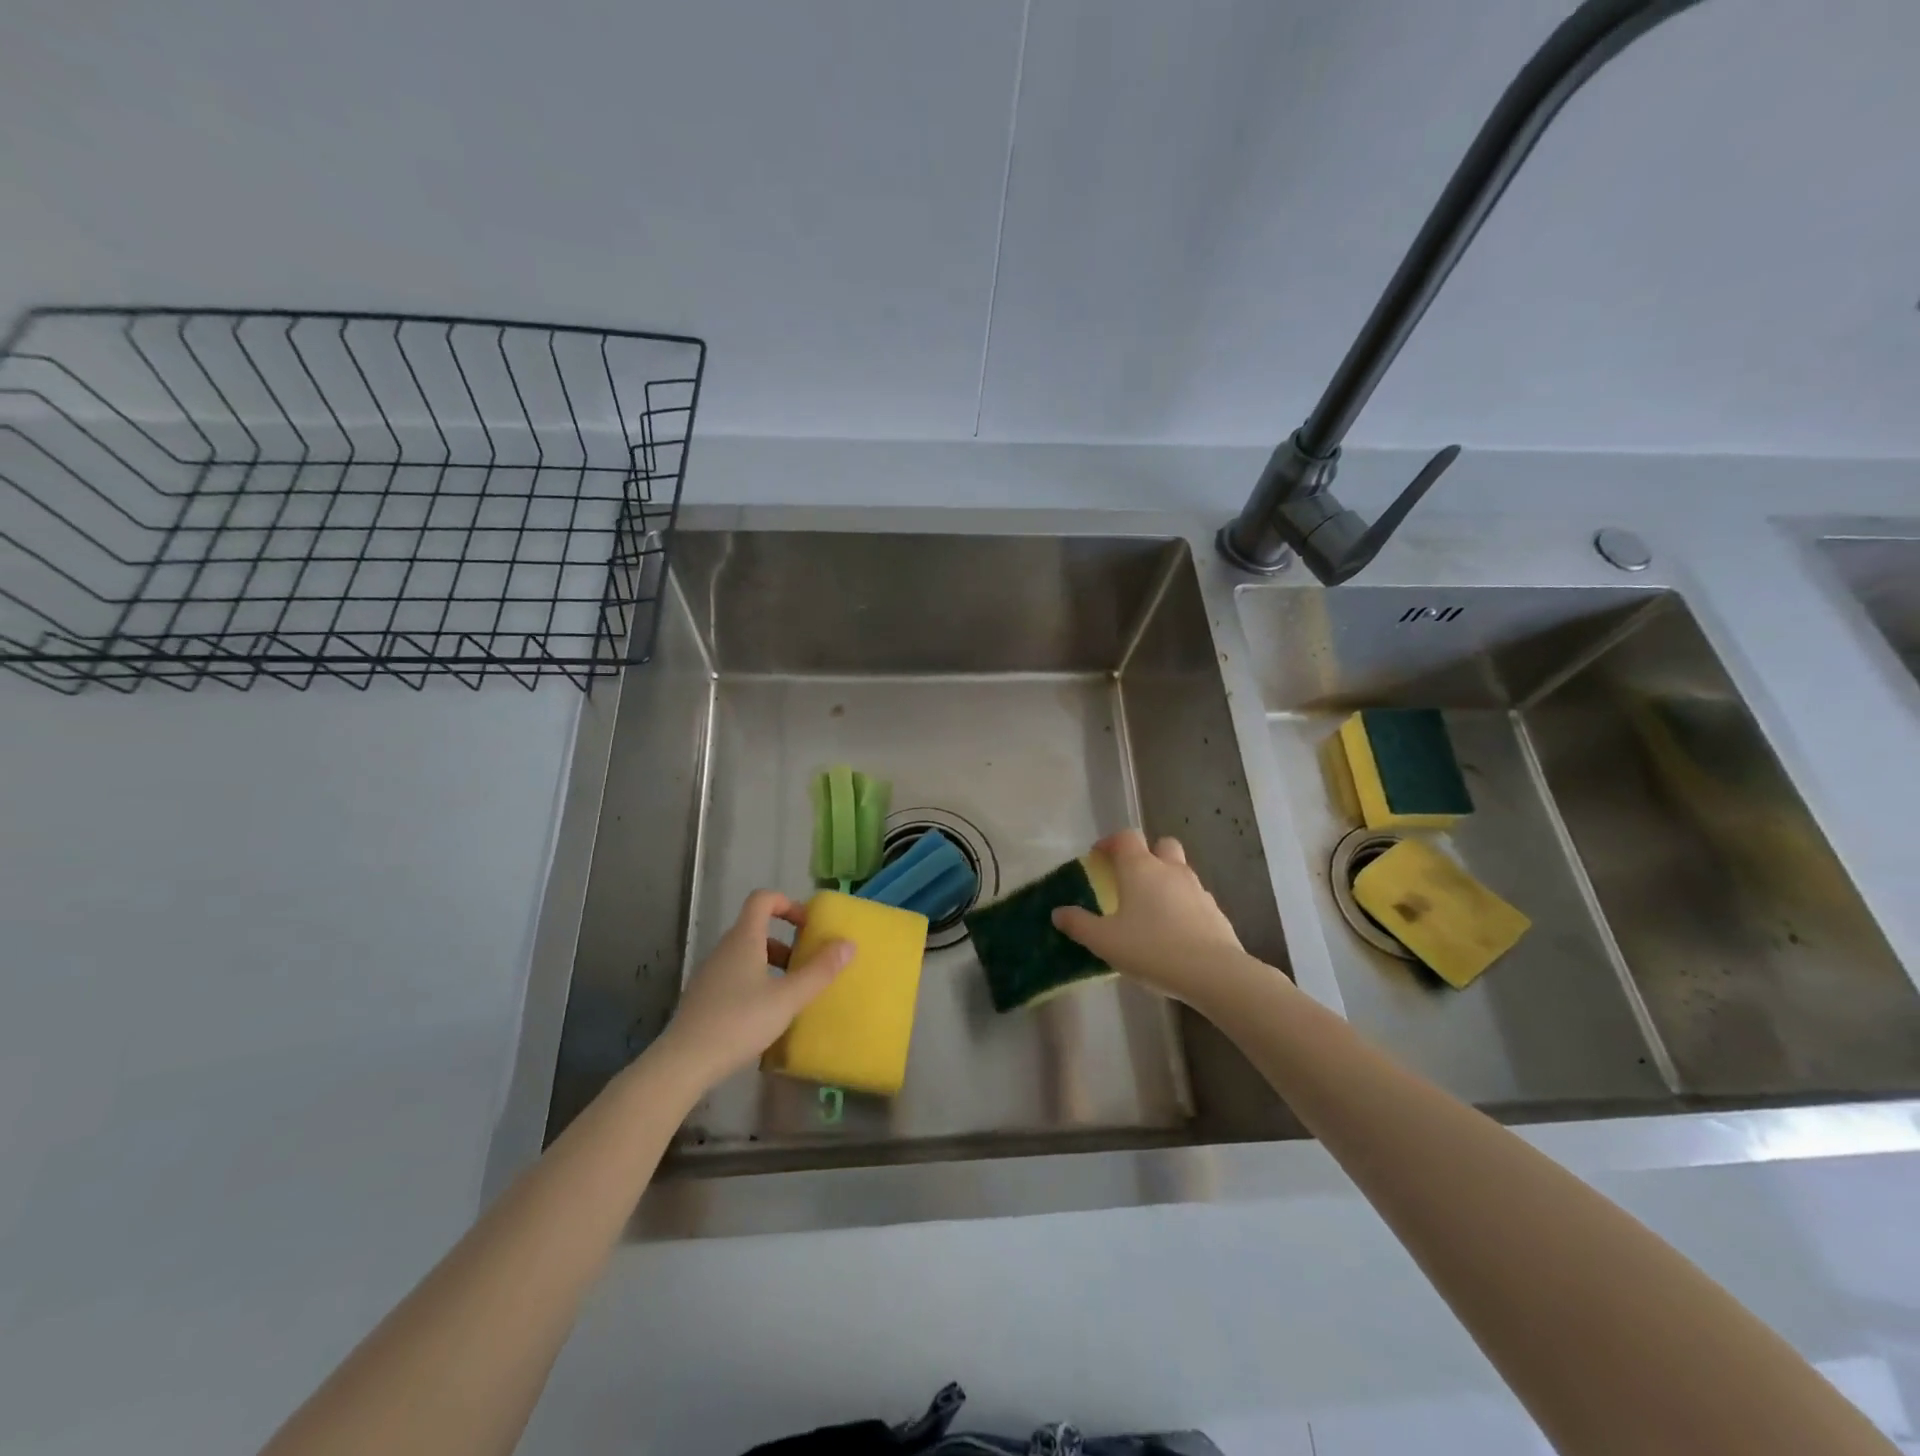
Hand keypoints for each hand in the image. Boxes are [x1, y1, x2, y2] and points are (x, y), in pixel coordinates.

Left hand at [653, 891, 852, 1089]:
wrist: (684, 1063)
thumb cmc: (739, 1021)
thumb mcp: (788, 998)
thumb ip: (819, 971)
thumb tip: (848, 943)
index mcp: (744, 939)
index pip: (762, 899)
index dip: (788, 904)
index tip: (808, 926)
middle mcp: (724, 949)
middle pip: (756, 928)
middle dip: (786, 941)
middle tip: (807, 964)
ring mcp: (710, 973)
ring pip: (746, 955)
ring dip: (772, 964)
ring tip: (790, 993)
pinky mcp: (703, 997)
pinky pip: (735, 976)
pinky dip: (755, 983)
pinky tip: (766, 1015)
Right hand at [1051, 830, 1246, 1004]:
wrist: (1212, 973)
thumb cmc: (1151, 948)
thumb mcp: (1104, 941)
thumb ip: (1079, 924)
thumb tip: (1058, 913)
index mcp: (1140, 868)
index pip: (1126, 837)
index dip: (1110, 842)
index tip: (1098, 856)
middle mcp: (1170, 870)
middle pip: (1162, 844)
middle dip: (1147, 854)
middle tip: (1131, 877)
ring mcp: (1197, 889)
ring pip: (1181, 871)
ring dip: (1166, 880)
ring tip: (1152, 909)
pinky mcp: (1215, 911)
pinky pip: (1195, 898)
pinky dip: (1183, 905)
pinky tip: (1175, 931)